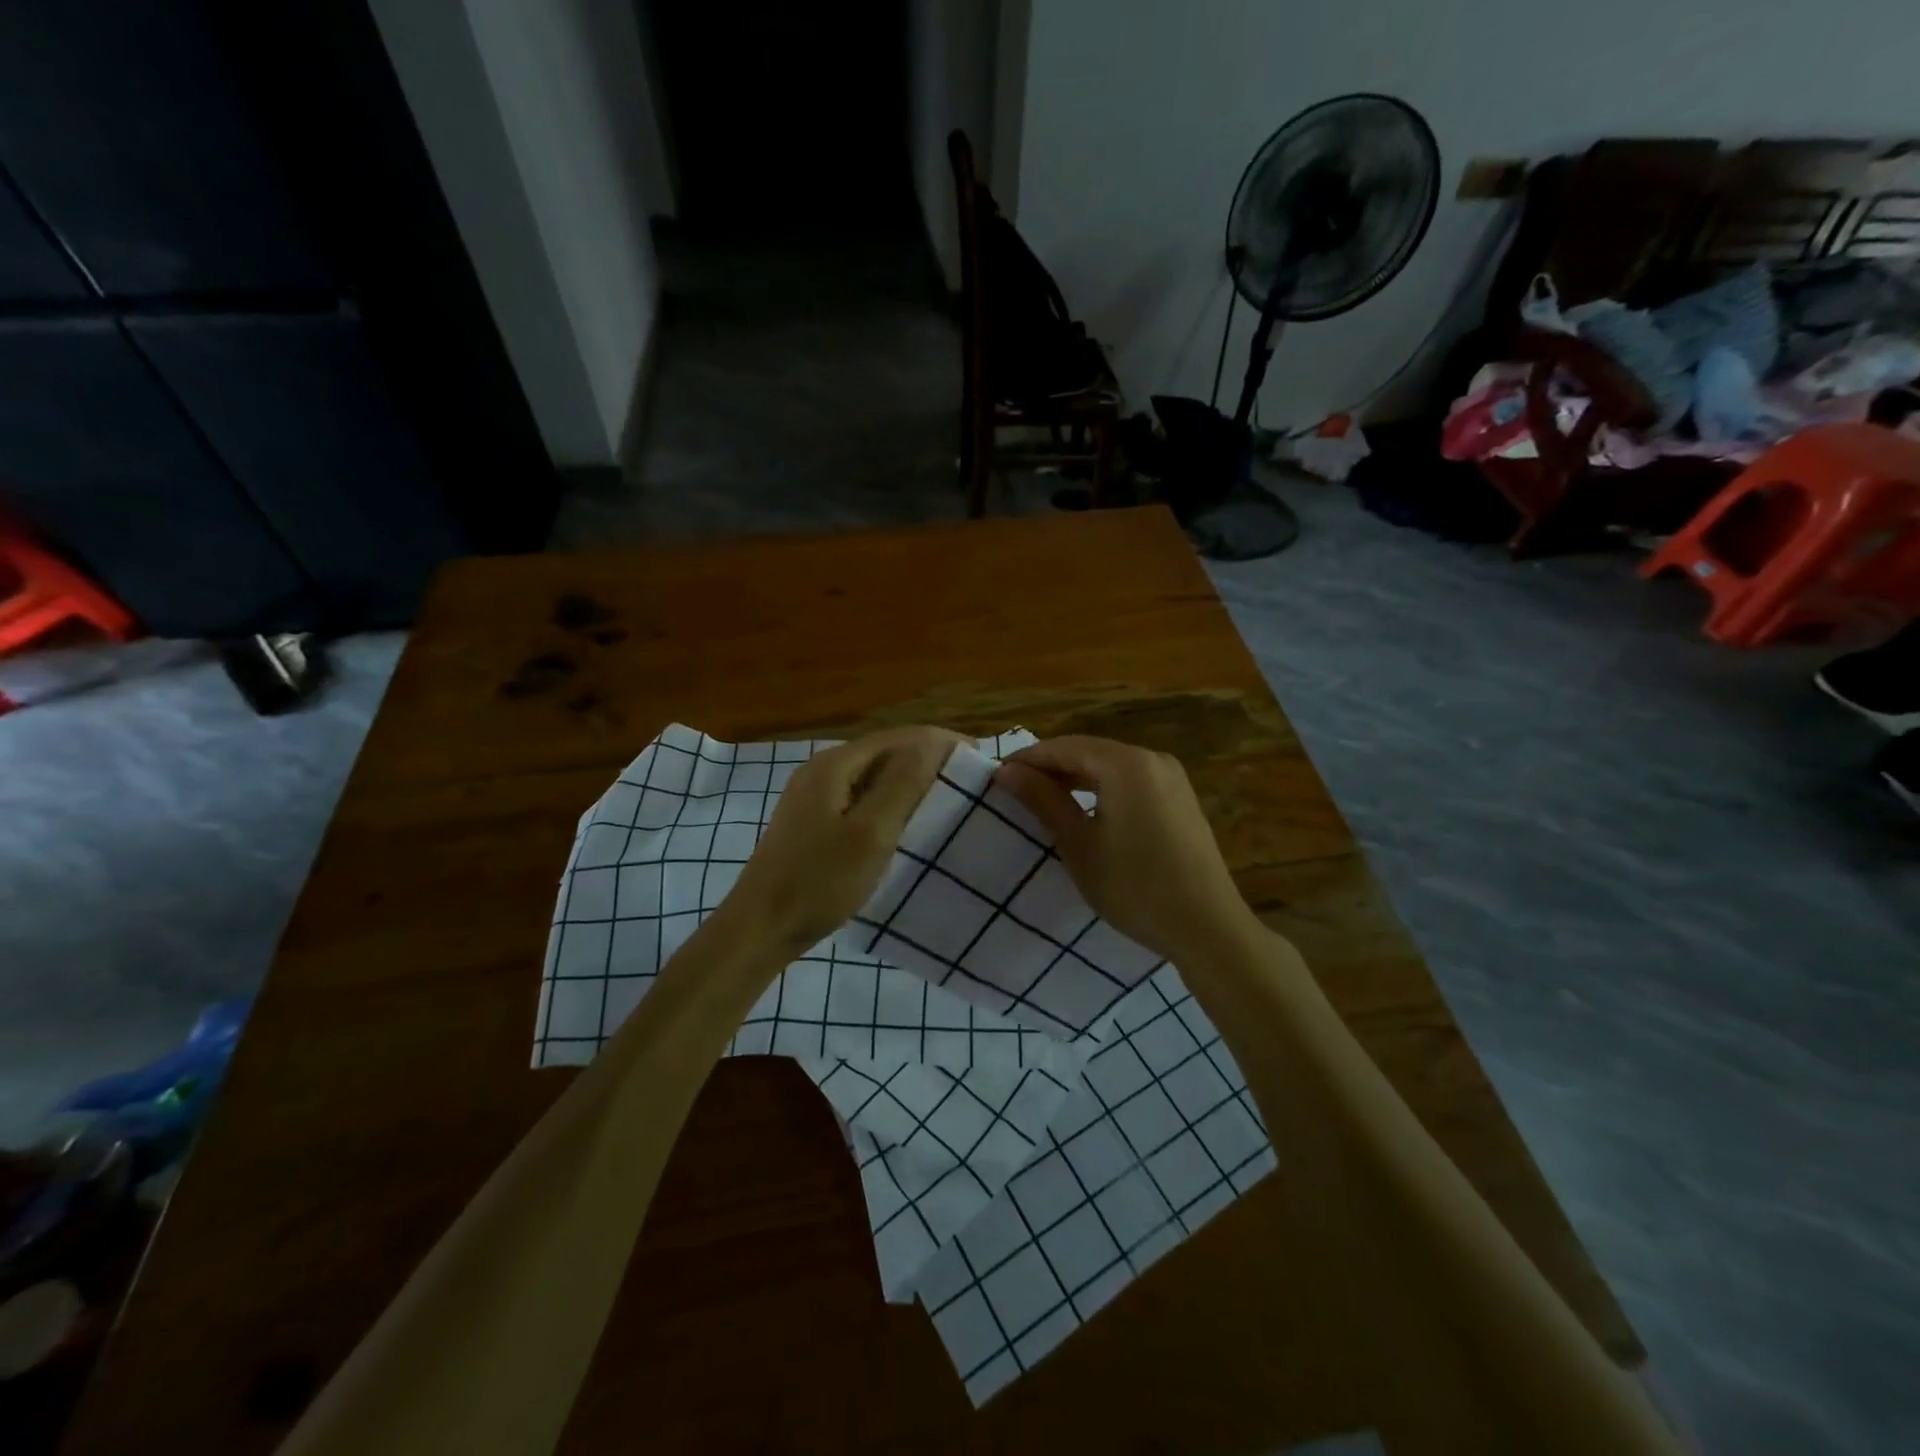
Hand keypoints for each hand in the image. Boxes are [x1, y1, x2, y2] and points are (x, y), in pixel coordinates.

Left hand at [725, 725, 963, 953]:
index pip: (902, 736)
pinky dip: (889, 802)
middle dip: (929, 761)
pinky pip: (861, 797)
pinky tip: (906, 823)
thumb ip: (903, 782)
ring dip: (910, 782)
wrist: (761, 927)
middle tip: (968, 785)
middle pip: (887, 752)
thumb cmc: (820, 881)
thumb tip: (935, 740)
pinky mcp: (812, 820)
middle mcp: (823, 768)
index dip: (942, 743)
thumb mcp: (871, 832)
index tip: (980, 762)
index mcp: (836, 763)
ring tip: (946, 803)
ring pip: (874, 776)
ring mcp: (813, 794)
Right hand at [995, 735, 1258, 964]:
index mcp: (1126, 764)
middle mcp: (1152, 758)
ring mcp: (1171, 777)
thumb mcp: (1079, 844)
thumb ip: (1043, 800)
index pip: (1064, 747)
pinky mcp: (1180, 798)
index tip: (996, 778)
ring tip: (1044, 800)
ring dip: (1076, 777)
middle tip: (1016, 791)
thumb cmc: (1134, 887)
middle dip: (1051, 767)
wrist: (1207, 927)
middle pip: (1089, 751)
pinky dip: (1103, 788)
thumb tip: (1007, 771)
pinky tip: (1086, 810)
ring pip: (1110, 765)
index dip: (1028, 759)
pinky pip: (1131, 780)